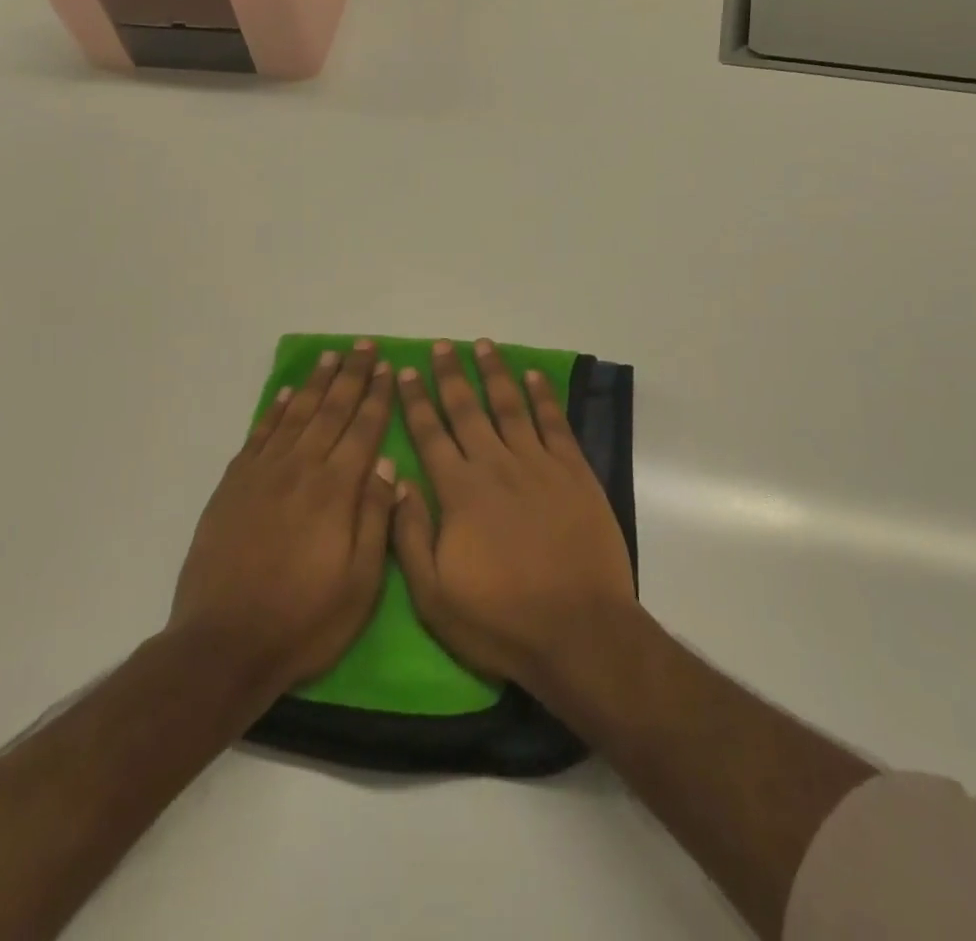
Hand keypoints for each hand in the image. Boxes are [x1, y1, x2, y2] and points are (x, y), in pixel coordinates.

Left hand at [170, 340, 398, 703]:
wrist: (222, 646)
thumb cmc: (304, 620)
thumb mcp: (360, 583)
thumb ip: (375, 518)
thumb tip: (385, 463)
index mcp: (335, 490)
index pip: (363, 429)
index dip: (378, 396)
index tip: (390, 368)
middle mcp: (300, 470)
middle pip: (331, 410)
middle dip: (352, 375)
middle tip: (364, 345)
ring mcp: (262, 475)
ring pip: (295, 414)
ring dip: (316, 383)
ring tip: (331, 356)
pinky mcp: (233, 487)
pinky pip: (259, 435)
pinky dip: (274, 411)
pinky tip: (285, 394)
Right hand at [390, 339, 636, 692]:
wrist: (579, 630)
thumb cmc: (501, 620)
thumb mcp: (435, 596)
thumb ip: (410, 535)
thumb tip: (396, 480)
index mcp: (459, 492)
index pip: (430, 435)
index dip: (415, 401)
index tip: (404, 371)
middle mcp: (496, 466)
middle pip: (468, 410)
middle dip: (450, 375)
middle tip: (441, 345)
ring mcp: (539, 464)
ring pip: (511, 406)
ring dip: (495, 373)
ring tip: (483, 344)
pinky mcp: (574, 472)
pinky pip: (554, 423)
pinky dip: (543, 397)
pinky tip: (534, 376)